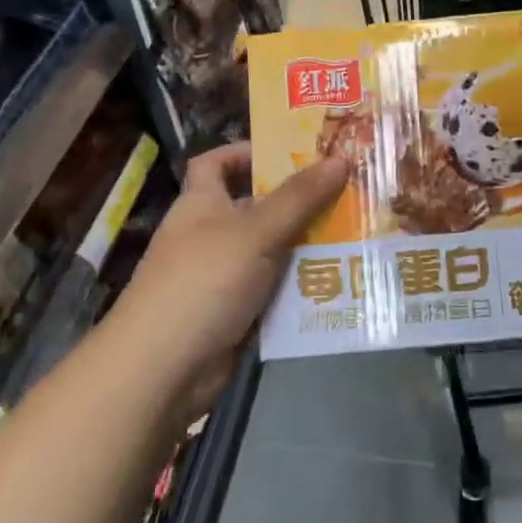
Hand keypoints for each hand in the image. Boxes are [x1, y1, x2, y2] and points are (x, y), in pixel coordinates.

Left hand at [111, 142, 347, 419]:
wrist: (163, 369)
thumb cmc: (203, 281)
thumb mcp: (255, 231)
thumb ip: (299, 197)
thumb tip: (340, 158)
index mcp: (202, 204)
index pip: (215, 164)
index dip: (246, 153)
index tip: (290, 153)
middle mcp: (211, 235)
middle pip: (258, 208)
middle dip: (299, 201)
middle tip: (347, 191)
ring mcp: (223, 277)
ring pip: (273, 252)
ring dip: (309, 246)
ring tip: (358, 233)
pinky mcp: (237, 314)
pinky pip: (276, 291)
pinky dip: (303, 287)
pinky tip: (342, 280)